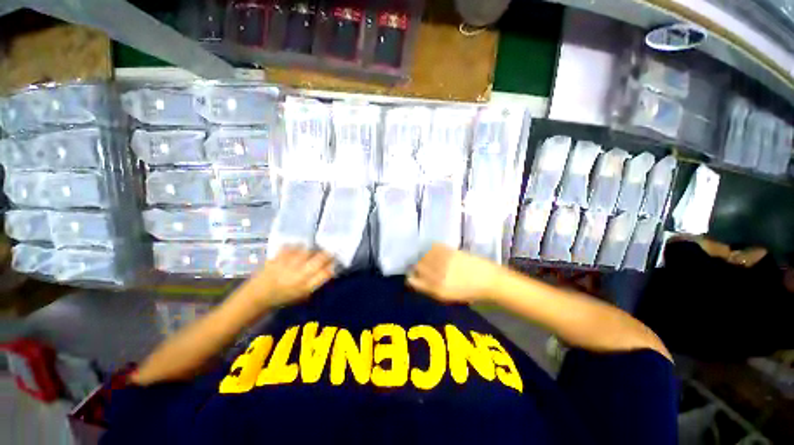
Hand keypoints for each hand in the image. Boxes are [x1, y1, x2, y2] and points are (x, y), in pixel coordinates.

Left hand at [243, 247, 334, 308]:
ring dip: (312, 249)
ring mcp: (287, 265)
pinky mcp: (277, 258)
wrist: (257, 296)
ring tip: (312, 250)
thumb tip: (329, 269)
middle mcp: (299, 275)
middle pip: (319, 259)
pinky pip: (292, 247)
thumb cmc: (283, 298)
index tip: (335, 261)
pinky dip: (296, 246)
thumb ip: (315, 282)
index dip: (333, 265)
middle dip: (327, 254)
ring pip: (307, 251)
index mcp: (306, 287)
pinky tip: (298, 248)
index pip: (326, 273)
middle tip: (329, 251)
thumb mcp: (302, 295)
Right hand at [407, 244, 501, 303]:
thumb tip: (417, 279)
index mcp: (437, 289)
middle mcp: (438, 276)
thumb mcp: (448, 296)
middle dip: (416, 265)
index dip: (411, 277)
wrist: (489, 281)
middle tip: (420, 265)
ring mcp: (444, 262)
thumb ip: (431, 288)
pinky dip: (432, 248)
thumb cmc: (469, 292)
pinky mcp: (451, 252)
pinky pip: (435, 247)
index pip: (414, 281)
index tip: (412, 275)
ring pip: (425, 255)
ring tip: (428, 257)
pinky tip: (435, 250)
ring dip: (424, 256)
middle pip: (418, 266)